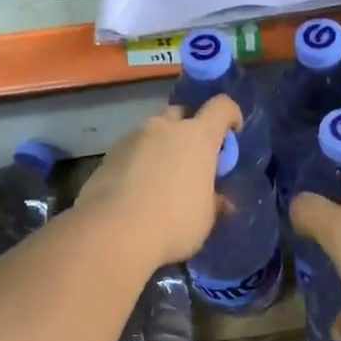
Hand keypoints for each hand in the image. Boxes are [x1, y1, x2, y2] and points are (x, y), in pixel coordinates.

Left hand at [75, 97, 239, 264]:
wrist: (113, 233)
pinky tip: (136, 193)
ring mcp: (132, 138)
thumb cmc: (174, 223)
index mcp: (197, 137)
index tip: (233, 133)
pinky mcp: (107, 156)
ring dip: (161, 150)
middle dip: (189, 131)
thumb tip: (221, 202)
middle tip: (192, 161)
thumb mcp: (205, 218)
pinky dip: (138, 165)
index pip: (221, 107)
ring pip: (153, 134)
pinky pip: (131, 153)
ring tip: (161, 182)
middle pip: (182, 115)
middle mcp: (164, 128)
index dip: (230, 116)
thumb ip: (214, 203)